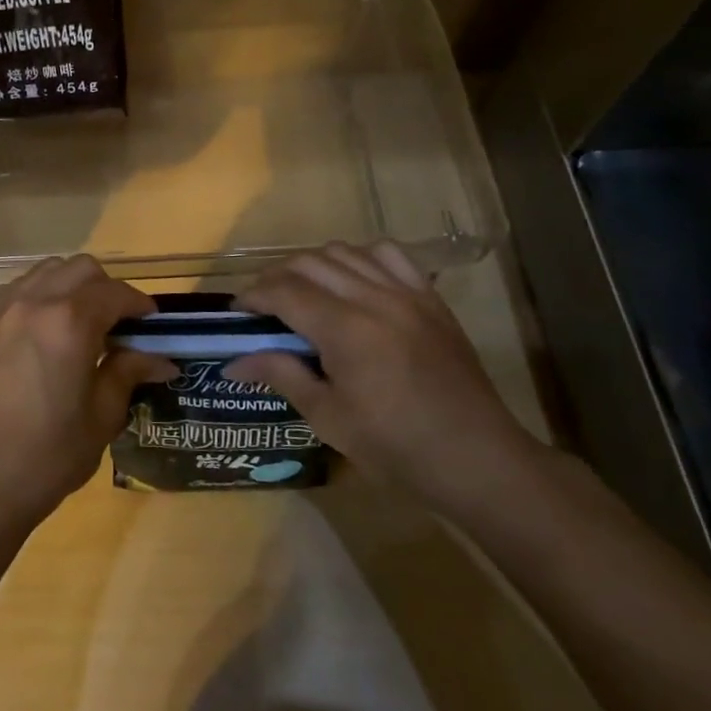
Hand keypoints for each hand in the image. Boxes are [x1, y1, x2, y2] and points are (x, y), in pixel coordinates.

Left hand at [0, 255, 172, 539]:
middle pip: (80, 269)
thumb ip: (128, 373)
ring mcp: (1, 311)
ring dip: (71, 286)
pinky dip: (40, 297)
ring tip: (81, 322)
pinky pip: (17, 292)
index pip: (115, 293)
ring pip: (45, 272)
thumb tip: (161, 358)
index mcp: (70, 323)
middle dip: (106, 288)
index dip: (140, 305)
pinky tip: (46, 332)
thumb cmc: (50, 455)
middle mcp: (34, 303)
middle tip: (118, 323)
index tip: (152, 324)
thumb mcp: (102, 416)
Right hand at [226, 242, 540, 512]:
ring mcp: (406, 293)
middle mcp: (374, 298)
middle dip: (275, 277)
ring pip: (344, 251)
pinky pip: (388, 254)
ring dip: (313, 265)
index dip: (253, 296)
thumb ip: (281, 375)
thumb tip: (233, 362)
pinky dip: (360, 257)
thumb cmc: (395, 447)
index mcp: (345, 330)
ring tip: (303, 292)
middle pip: (308, 262)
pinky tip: (352, 281)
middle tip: (263, 305)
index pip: (283, 291)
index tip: (237, 312)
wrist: (476, 459)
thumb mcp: (328, 417)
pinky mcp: (430, 297)